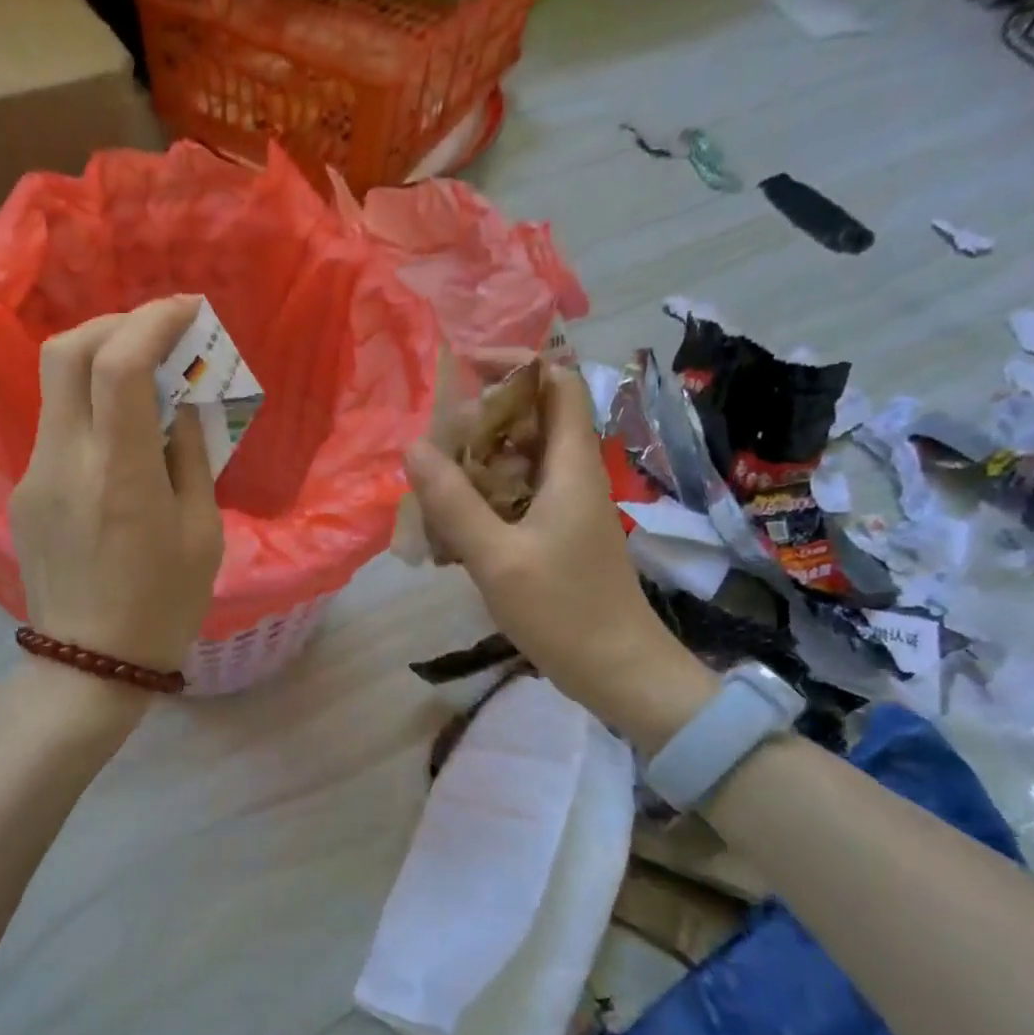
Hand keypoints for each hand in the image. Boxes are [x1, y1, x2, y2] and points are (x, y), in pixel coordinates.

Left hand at [10, 297, 224, 686]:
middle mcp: (66, 461)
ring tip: (147, 376)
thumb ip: (192, 456)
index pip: (120, 364)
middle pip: (67, 351)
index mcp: (120, 474)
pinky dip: (91, 404)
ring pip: (55, 384)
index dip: (153, 321)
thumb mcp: (203, 532)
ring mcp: (36, 474)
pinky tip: (122, 432)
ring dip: (101, 360)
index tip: (188, 308)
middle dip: (116, 323)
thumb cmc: (164, 605)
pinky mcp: (25, 490)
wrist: (89, 664)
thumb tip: (183, 403)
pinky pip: (58, 424)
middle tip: (159, 332)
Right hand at [404, 366, 717, 755]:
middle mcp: (570, 475)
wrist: (619, 672)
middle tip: (433, 448)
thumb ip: (454, 501)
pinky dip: (479, 502)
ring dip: (472, 467)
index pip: (557, 382)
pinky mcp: (554, 532)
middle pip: (528, 420)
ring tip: (431, 492)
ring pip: (514, 461)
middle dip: (477, 423)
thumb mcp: (498, 557)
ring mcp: (563, 505)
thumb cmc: (565, 611)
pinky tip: (448, 535)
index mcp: (570, 465)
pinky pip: (511, 497)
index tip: (465, 368)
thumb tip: (414, 447)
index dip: (516, 363)